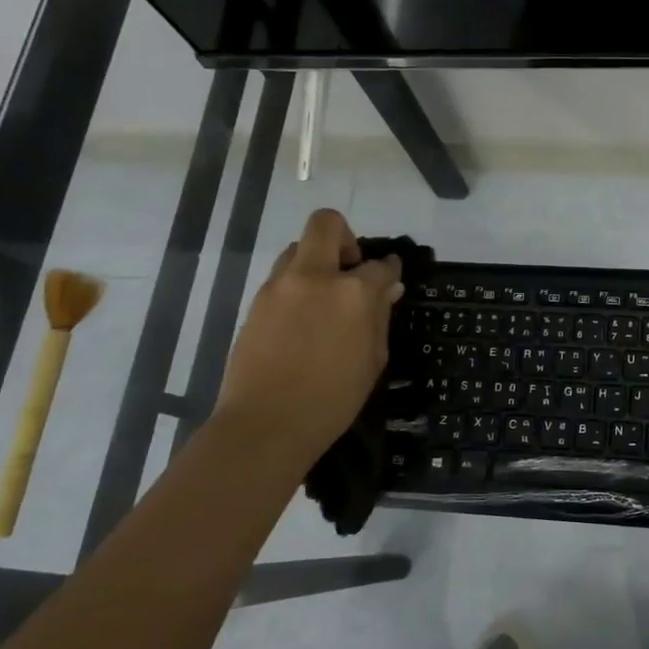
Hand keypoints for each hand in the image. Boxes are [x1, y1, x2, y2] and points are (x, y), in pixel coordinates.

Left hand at [213, 209, 404, 465]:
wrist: (266, 424)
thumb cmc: (332, 399)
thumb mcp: (372, 359)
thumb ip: (380, 316)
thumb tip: (388, 288)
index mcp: (352, 292)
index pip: (380, 265)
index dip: (390, 269)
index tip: (391, 276)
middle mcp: (315, 276)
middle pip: (327, 224)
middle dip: (345, 236)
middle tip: (351, 269)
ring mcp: (280, 286)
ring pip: (298, 247)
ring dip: (317, 261)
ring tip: (325, 297)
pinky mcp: (257, 301)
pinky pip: (282, 276)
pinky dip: (298, 284)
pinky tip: (304, 319)